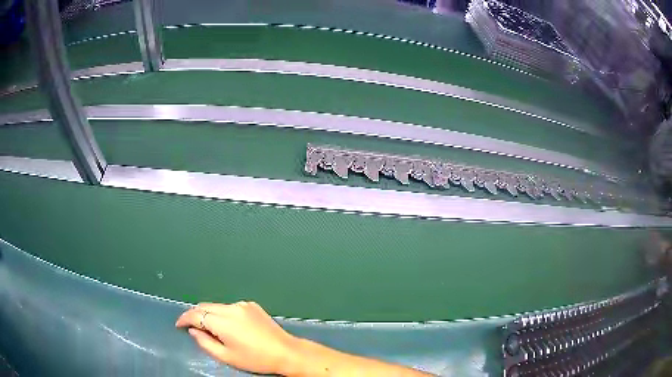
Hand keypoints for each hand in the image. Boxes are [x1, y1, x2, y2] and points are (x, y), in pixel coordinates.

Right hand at [176, 301, 298, 374]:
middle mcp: (231, 308)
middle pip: (205, 306)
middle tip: (191, 327)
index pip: (195, 314)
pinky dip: (224, 314)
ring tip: (210, 328)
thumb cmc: (255, 359)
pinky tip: (229, 326)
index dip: (184, 319)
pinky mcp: (252, 305)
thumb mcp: (227, 356)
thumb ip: (205, 343)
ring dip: (209, 314)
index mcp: (223, 321)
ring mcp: (243, 305)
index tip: (179, 325)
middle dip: (195, 315)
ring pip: (217, 306)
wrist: (286, 352)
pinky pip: (231, 307)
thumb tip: (193, 331)